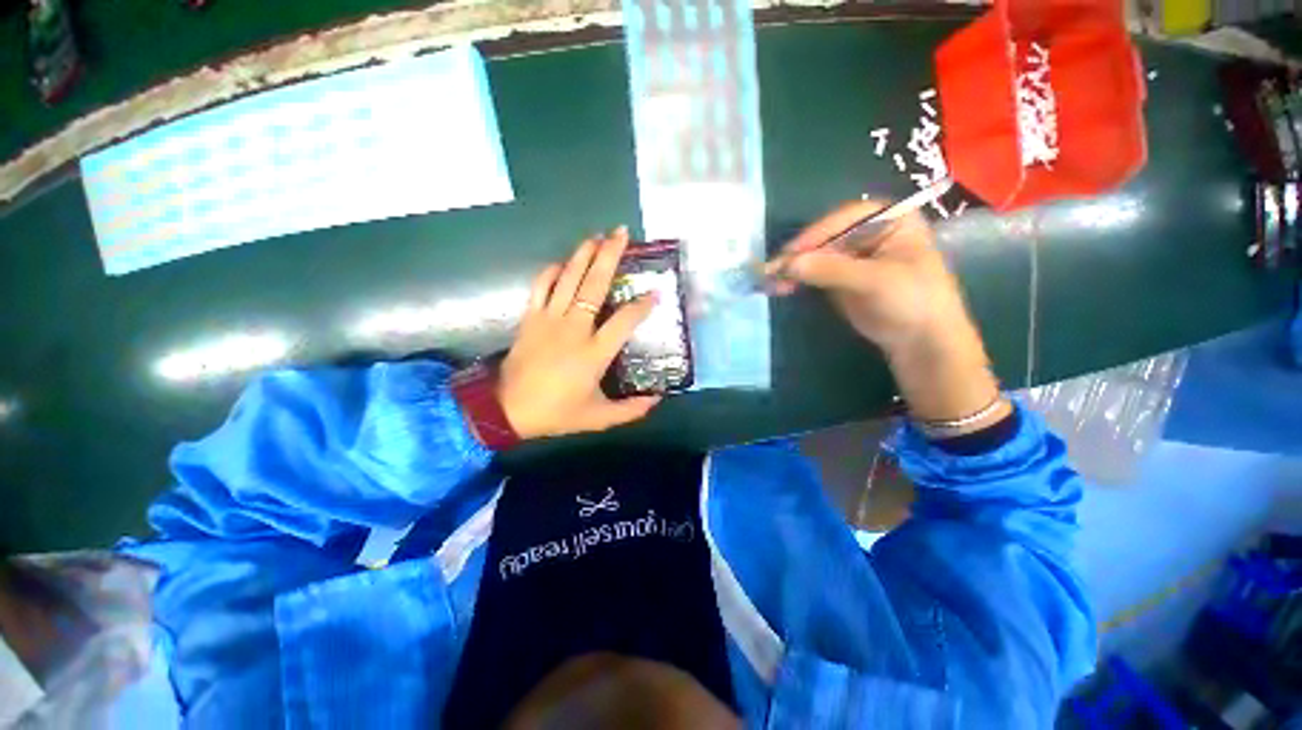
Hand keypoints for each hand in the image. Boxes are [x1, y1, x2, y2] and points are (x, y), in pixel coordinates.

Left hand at [497, 228, 660, 439]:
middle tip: (622, 234)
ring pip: (568, 278)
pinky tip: (563, 263)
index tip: (654, 293)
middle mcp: (574, 328)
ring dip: (583, 255)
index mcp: (594, 352)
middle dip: (610, 256)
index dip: (642, 305)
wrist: (507, 410)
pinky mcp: (530, 318)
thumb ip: (631, 410)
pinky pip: (541, 286)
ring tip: (597, 237)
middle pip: (594, 285)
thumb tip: (657, 399)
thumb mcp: (599, 418)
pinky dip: (552, 271)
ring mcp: (549, 319)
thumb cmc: (556, 413)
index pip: (625, 320)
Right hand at [772, 199, 1007, 427]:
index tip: (790, 254)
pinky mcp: (840, 277)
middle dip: (799, 255)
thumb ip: (831, 269)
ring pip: (815, 256)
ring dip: (793, 269)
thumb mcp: (875, 281)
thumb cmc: (912, 301)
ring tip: (771, 282)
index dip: (815, 235)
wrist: (921, 341)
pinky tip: (781, 287)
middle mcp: (868, 232)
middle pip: (825, 237)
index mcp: (889, 219)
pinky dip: (797, 280)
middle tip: (773, 271)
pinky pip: (813, 273)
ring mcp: (852, 255)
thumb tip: (788, 264)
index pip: (843, 219)